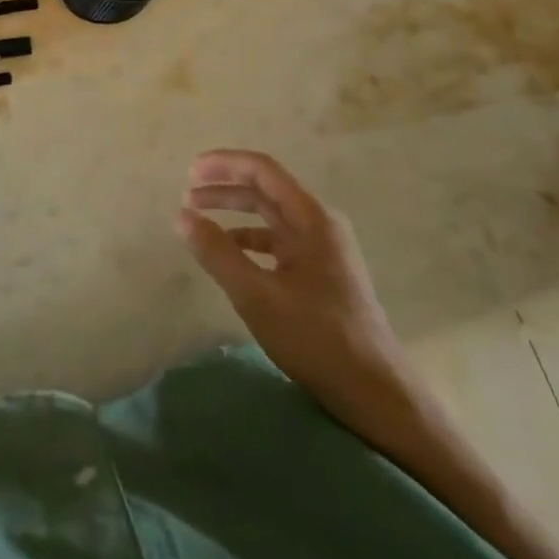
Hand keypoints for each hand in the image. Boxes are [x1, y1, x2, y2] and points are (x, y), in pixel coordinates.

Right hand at [178, 150, 413, 435]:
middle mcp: (320, 225)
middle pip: (266, 190)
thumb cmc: (317, 338)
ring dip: (234, 214)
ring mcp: (323, 251)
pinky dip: (249, 241)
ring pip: (271, 217)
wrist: (376, 394)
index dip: (224, 164)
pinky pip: (278, 243)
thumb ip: (217, 252)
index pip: (263, 170)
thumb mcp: (256, 295)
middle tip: (187, 195)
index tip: (190, 172)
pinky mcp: (321, 275)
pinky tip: (229, 256)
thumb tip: (182, 216)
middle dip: (225, 189)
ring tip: (199, 223)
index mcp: (312, 219)